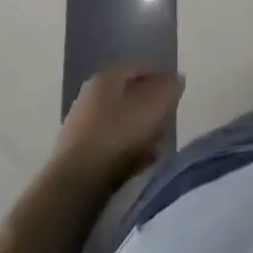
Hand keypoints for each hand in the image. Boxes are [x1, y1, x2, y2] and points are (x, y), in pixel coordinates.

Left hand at [55, 63, 183, 185]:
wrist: (76, 185)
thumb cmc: (119, 135)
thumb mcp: (155, 106)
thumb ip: (170, 88)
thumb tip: (176, 80)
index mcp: (106, 77)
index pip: (139, 67)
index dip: (160, 78)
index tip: (175, 94)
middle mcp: (89, 97)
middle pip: (127, 96)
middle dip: (149, 107)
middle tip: (167, 120)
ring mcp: (79, 127)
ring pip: (119, 122)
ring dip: (139, 131)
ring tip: (157, 146)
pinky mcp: (75, 157)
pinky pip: (109, 146)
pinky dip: (125, 151)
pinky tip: (139, 163)